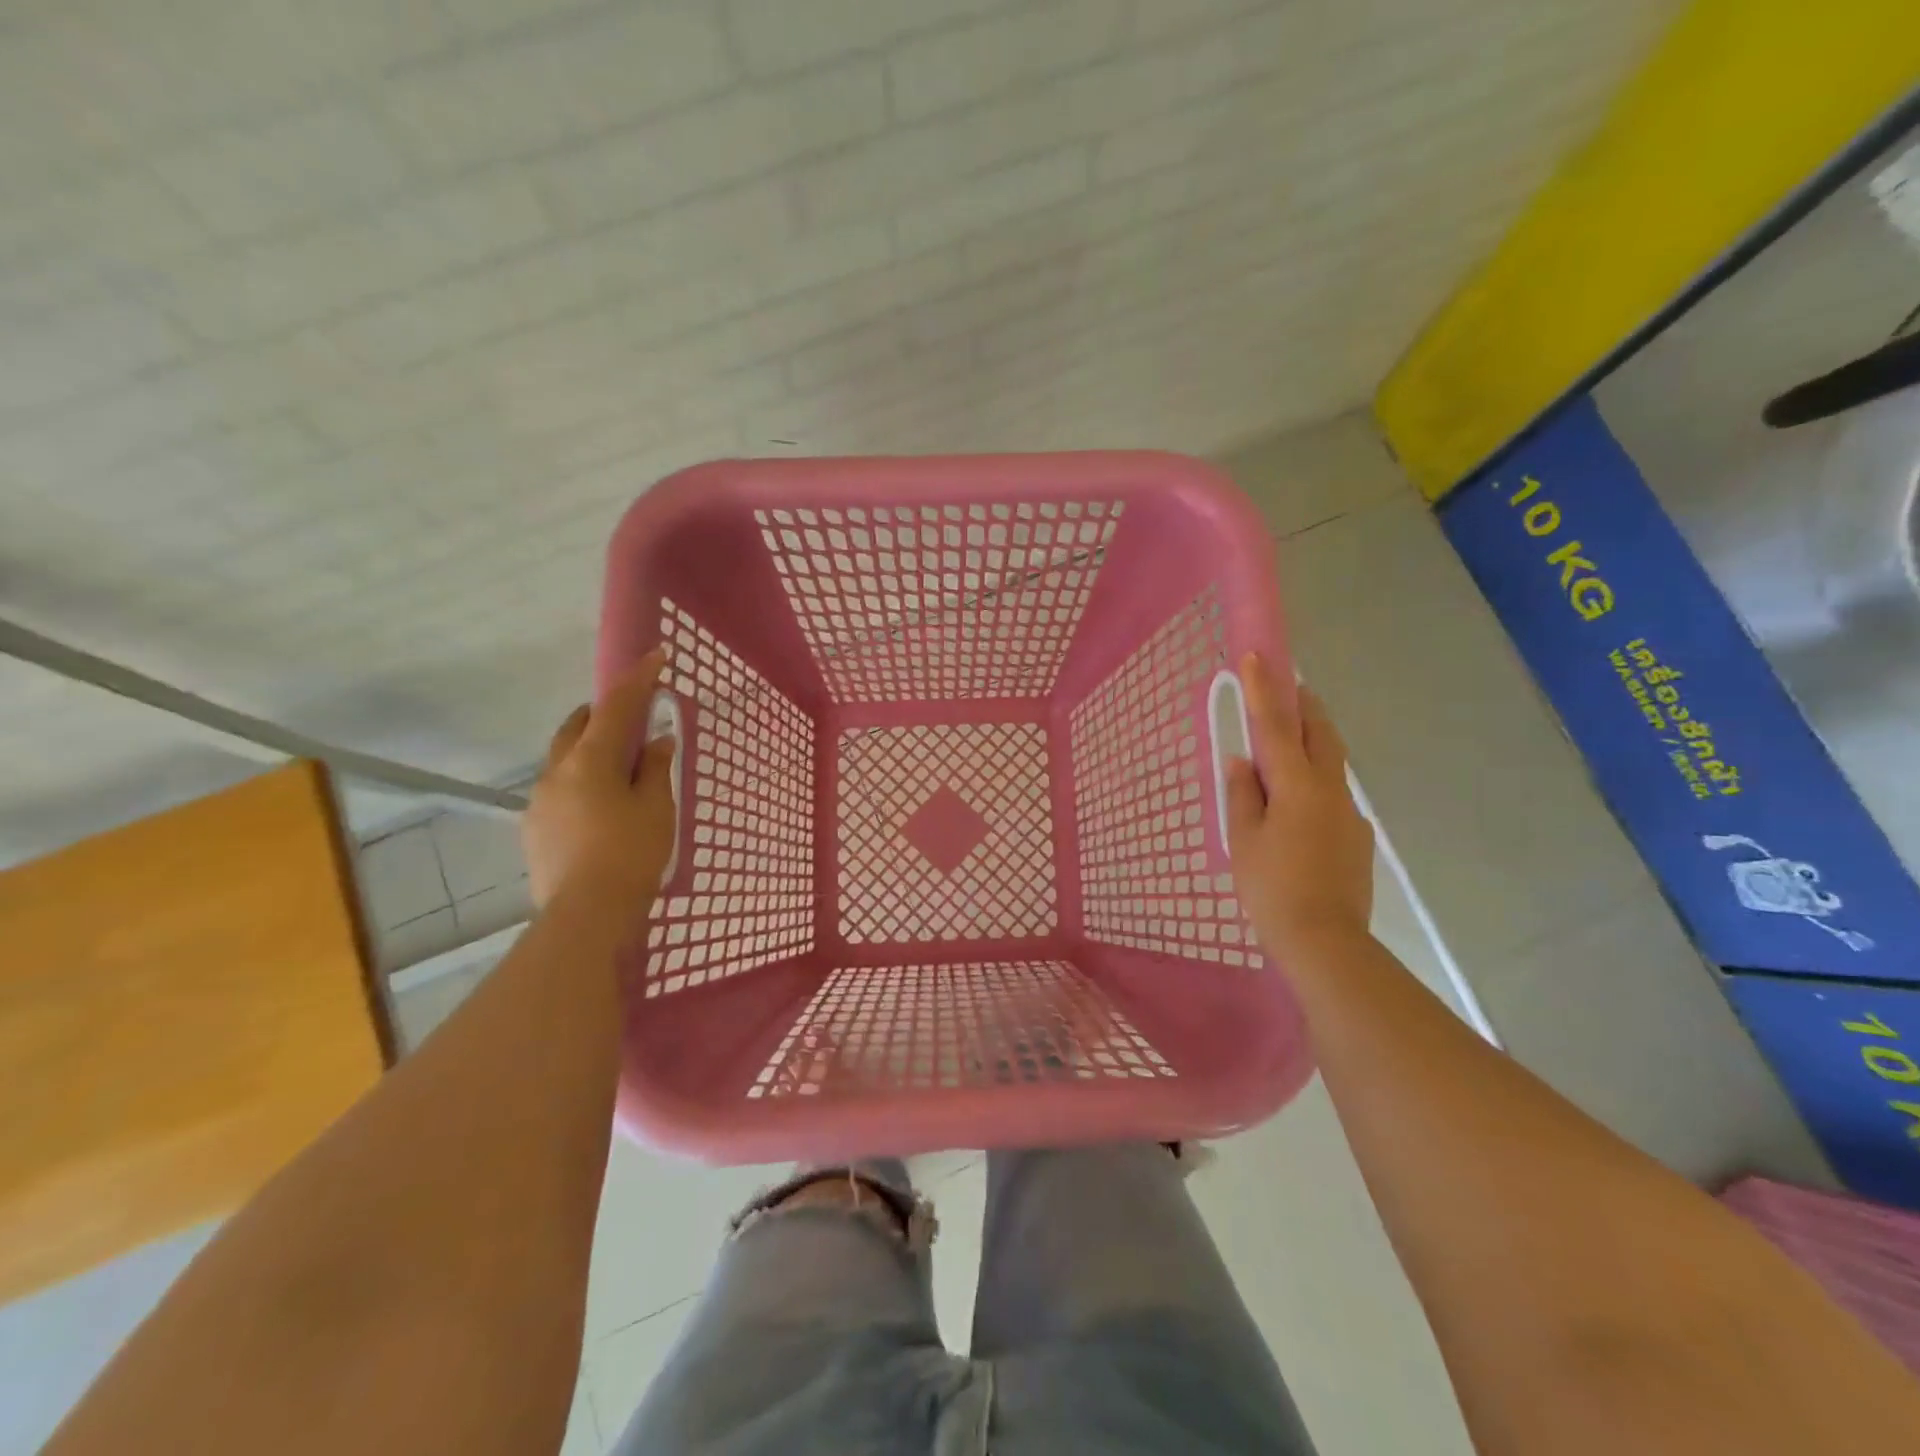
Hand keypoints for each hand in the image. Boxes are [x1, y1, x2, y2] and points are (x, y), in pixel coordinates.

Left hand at [523, 649, 677, 913]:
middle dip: (604, 712)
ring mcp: (540, 800)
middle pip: (578, 725)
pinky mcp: (534, 827)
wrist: (585, 914)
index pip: (616, 706)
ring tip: (619, 767)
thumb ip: (654, 768)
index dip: (638, 679)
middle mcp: (557, 771)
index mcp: (590, 760)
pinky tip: (600, 805)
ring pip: (564, 758)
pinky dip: (581, 779)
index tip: (656, 656)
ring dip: (590, 748)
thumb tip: (657, 739)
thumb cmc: (631, 854)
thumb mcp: (655, 808)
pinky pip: (559, 787)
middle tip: (634, 718)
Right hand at [1225, 653, 1374, 959]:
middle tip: (1290, 687)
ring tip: (1288, 747)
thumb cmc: (1271, 888)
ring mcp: (1349, 814)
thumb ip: (1243, 794)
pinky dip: (1314, 785)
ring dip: (1312, 743)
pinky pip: (1332, 797)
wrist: (1325, 941)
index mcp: (1297, 786)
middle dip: (1304, 705)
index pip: (1276, 726)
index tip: (1258, 656)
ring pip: (1330, 764)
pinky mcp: (1356, 838)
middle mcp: (1330, 790)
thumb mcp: (1243, 839)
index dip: (1264, 690)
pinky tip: (1296, 811)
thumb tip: (1243, 761)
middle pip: (1320, 734)